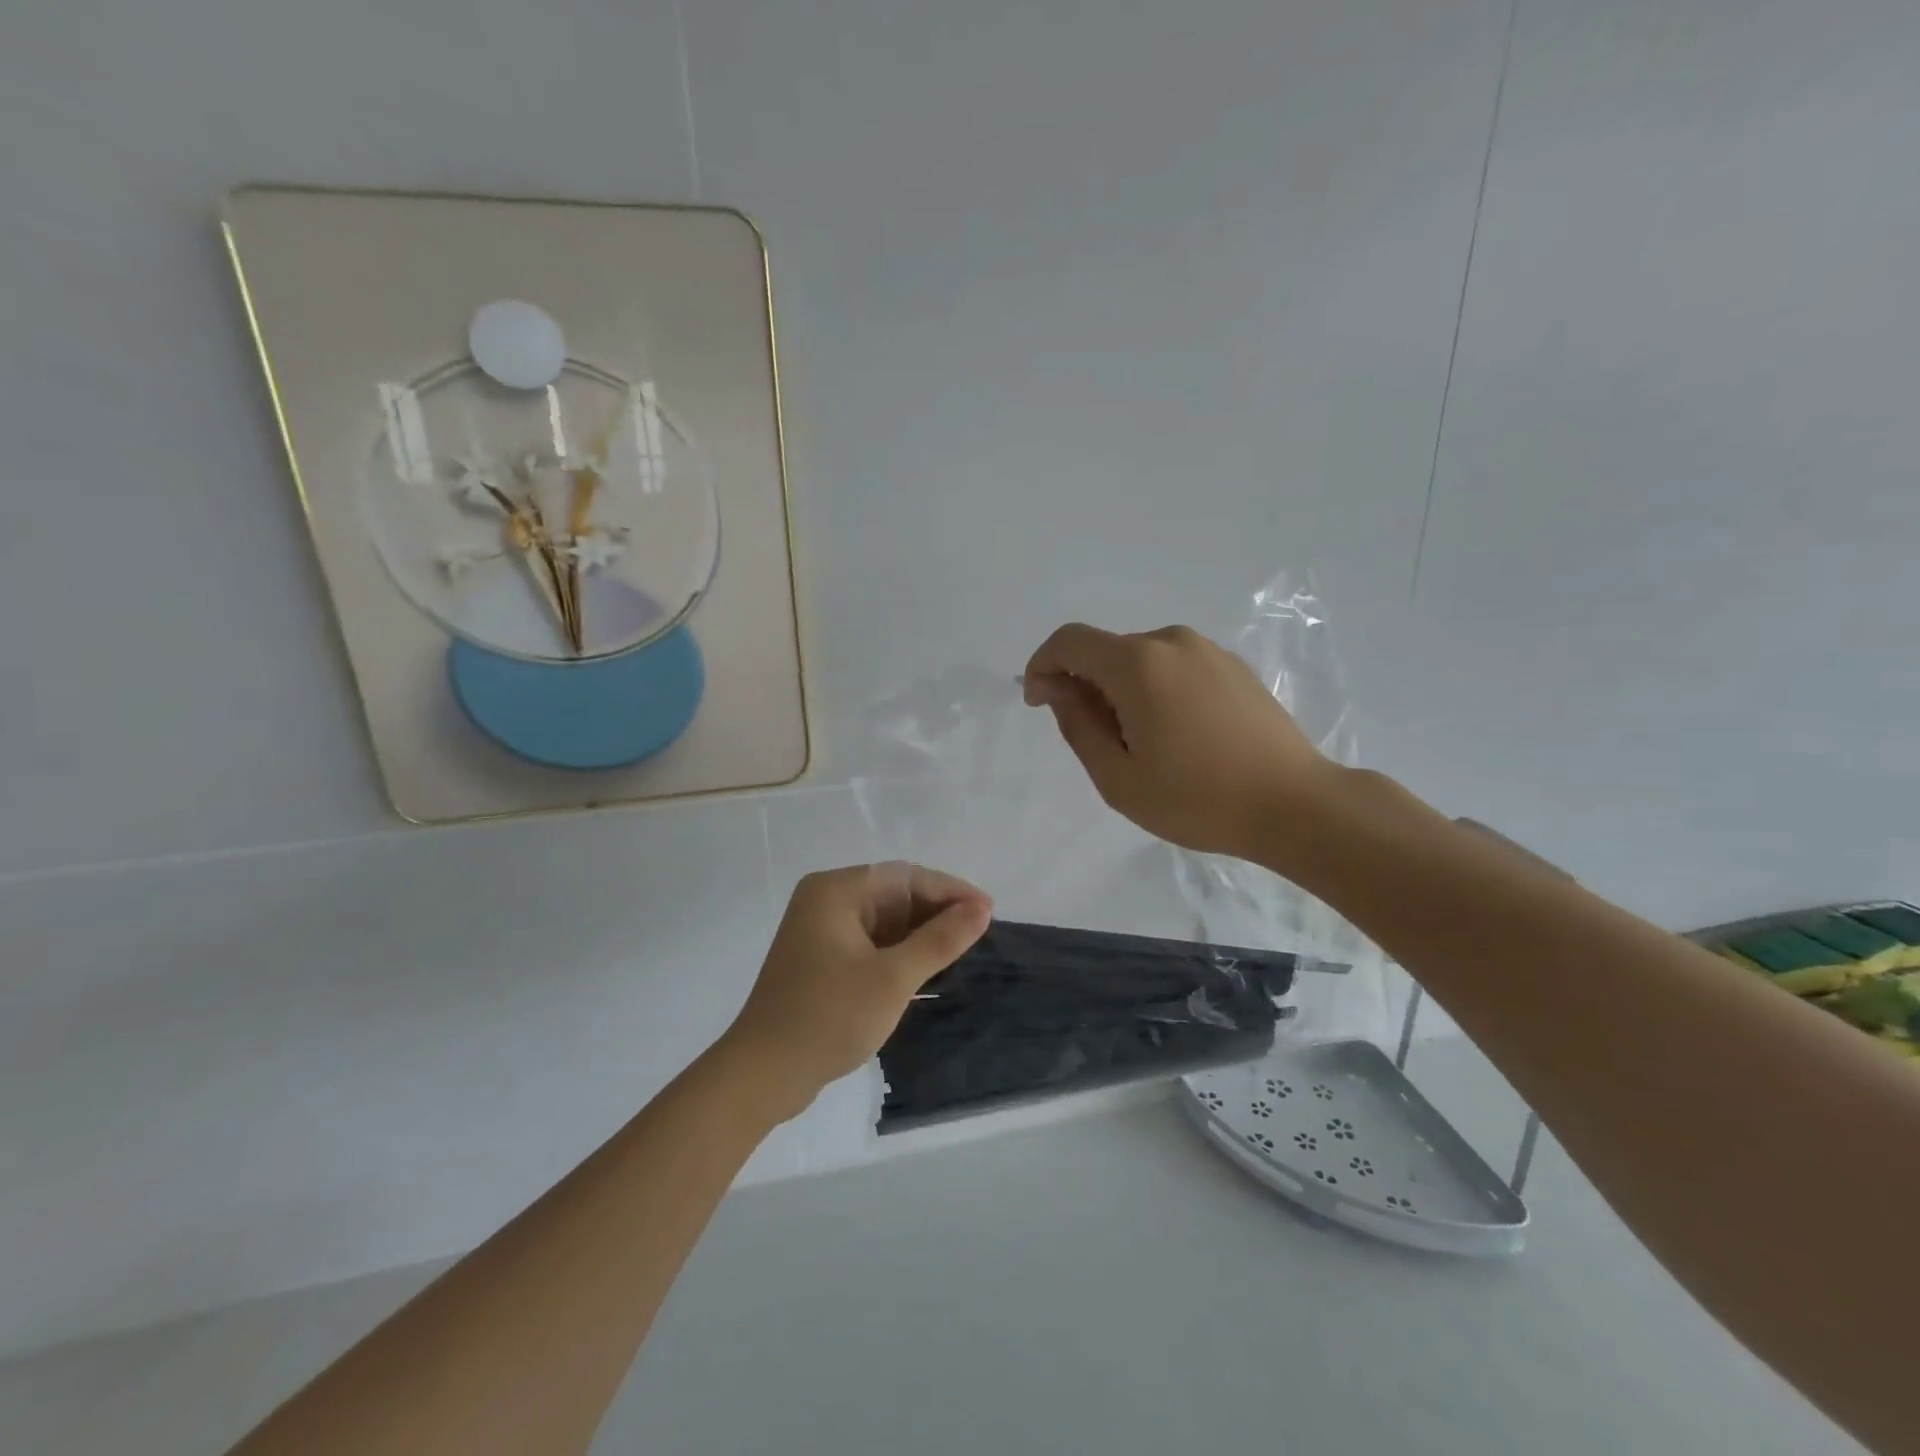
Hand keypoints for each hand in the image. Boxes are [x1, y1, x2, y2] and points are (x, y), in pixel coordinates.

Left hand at [721, 865, 992, 1121]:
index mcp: (836, 890)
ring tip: (962, 950)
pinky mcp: (821, 959)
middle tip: (980, 933)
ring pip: (884, 920)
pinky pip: (871, 942)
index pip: (905, 877)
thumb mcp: (892, 978)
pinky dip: (900, 952)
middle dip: (937, 912)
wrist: (762, 1075)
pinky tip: (928, 969)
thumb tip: (981, 909)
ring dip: (921, 934)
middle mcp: (826, 901)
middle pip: (894, 894)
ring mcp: (820, 931)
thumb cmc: (828, 1017)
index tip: (989, 911)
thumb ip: (940, 940)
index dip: (951, 891)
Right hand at [1023, 623, 1335, 862]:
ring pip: (1140, 659)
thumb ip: (1078, 726)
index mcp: (1138, 664)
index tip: (1039, 703)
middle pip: (1106, 651)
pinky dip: (1155, 689)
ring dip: (1121, 690)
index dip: (1043, 666)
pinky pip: (1173, 666)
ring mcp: (1208, 651)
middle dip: (1084, 685)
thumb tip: (1058, 689)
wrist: (1295, 805)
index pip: (1070, 642)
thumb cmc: (1198, 799)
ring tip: (1141, 745)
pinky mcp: (1232, 666)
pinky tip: (1175, 735)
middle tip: (1096, 741)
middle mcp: (1172, 642)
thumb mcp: (1119, 778)